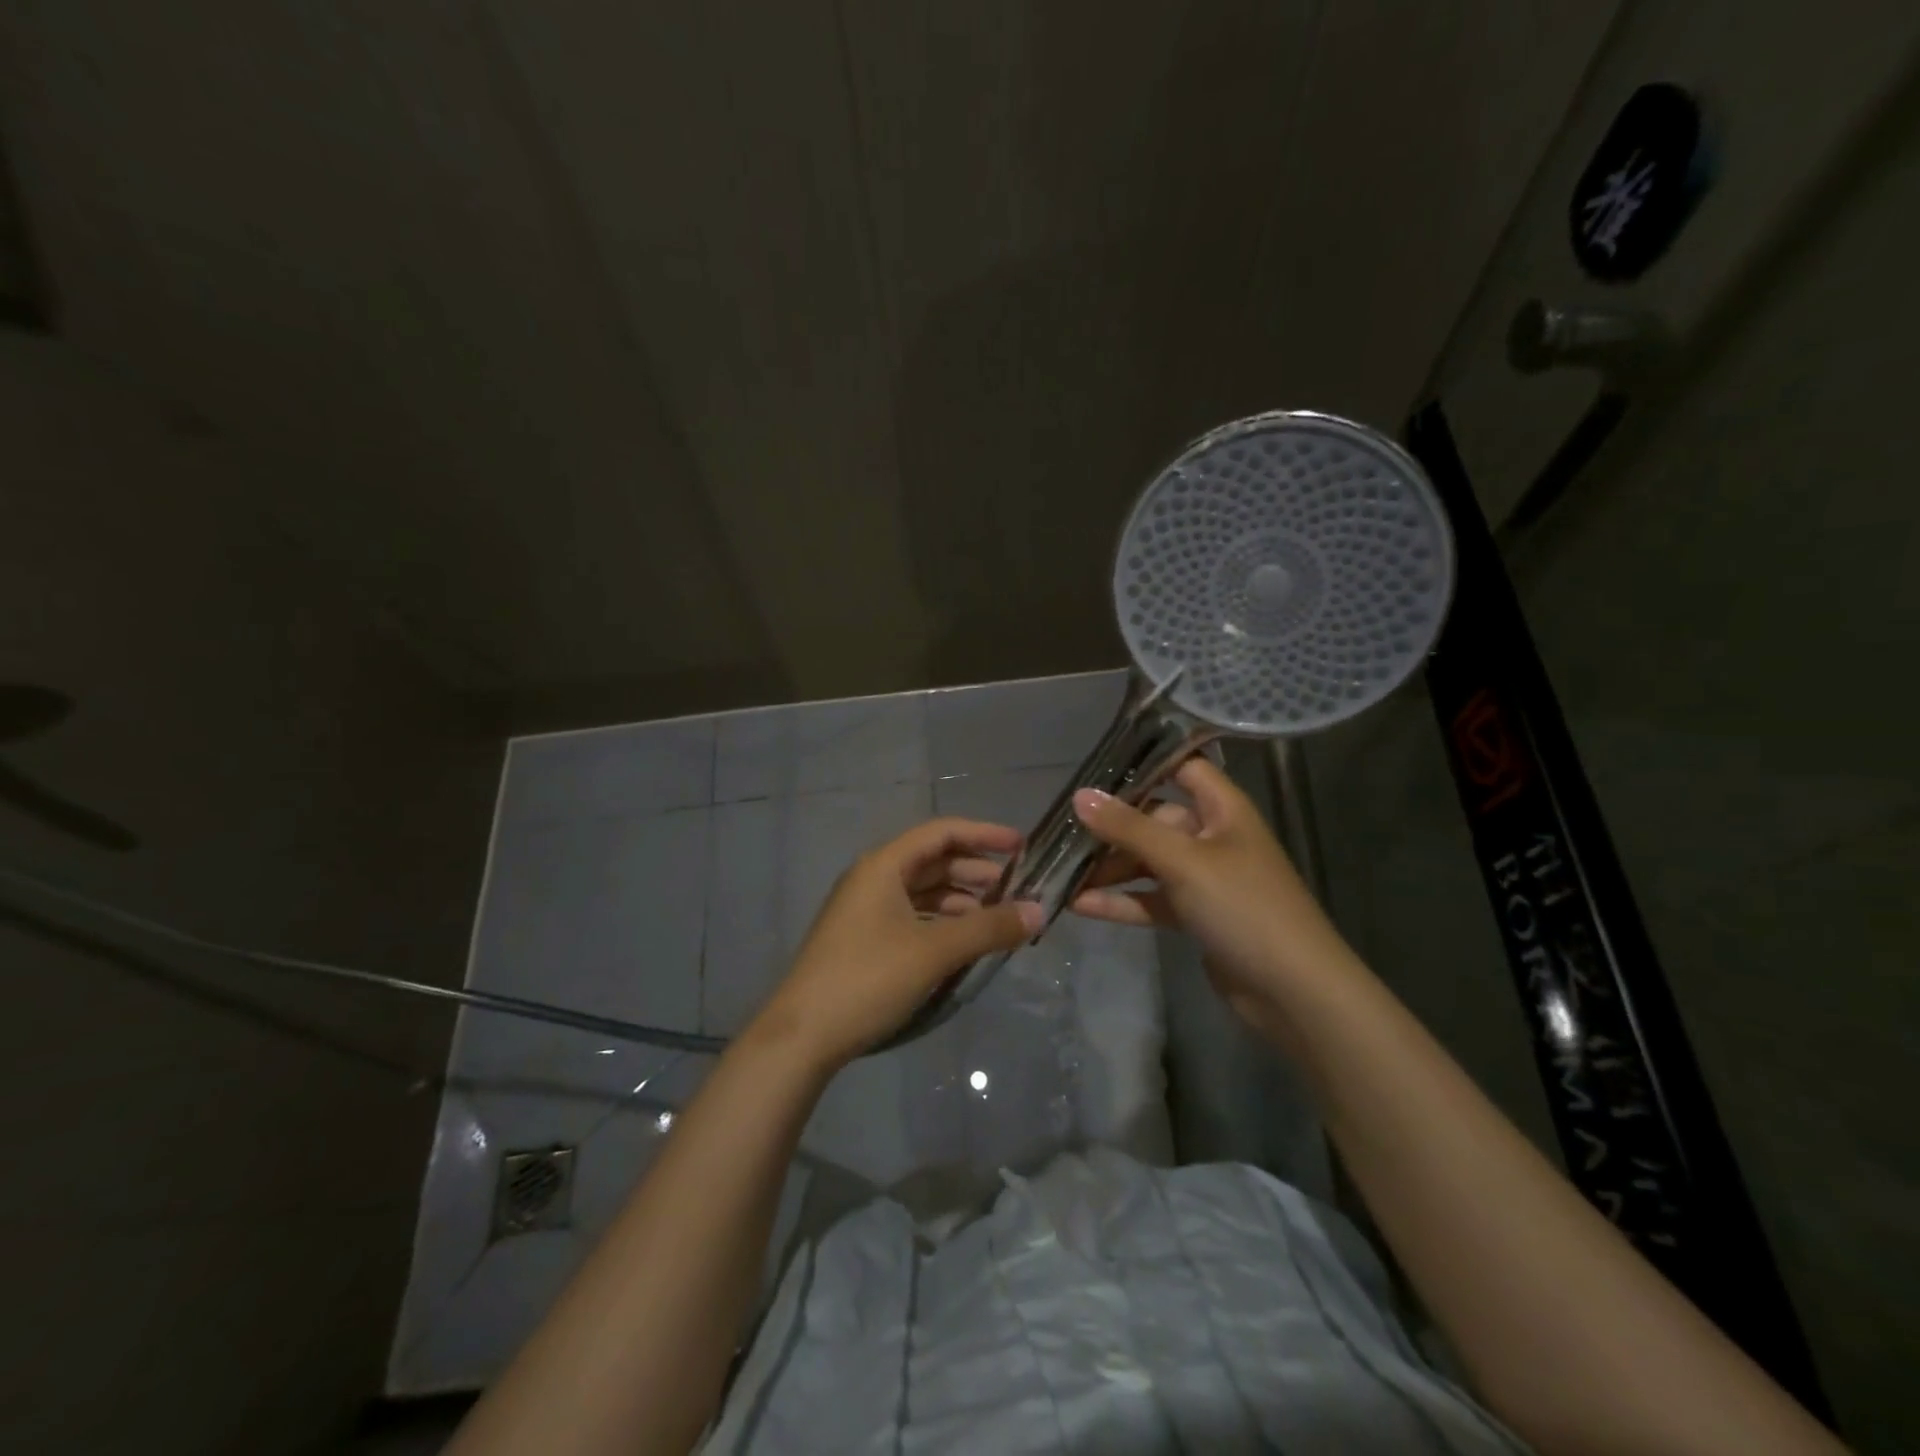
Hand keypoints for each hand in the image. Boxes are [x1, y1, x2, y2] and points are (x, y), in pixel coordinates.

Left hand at [750, 819, 1042, 1071]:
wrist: (801, 1036)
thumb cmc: (868, 979)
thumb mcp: (934, 951)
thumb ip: (988, 928)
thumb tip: (1038, 911)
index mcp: (883, 865)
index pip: (941, 833)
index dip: (983, 834)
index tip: (1022, 846)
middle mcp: (873, 878)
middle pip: (933, 860)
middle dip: (976, 870)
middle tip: (1018, 888)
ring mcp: (866, 910)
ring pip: (923, 891)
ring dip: (962, 899)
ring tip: (999, 917)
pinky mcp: (864, 939)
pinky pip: (913, 916)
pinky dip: (942, 921)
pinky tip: (966, 941)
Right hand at [1069, 757, 1358, 1035]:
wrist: (1294, 991)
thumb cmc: (1243, 907)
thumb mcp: (1182, 861)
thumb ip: (1129, 828)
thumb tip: (1079, 795)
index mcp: (1223, 809)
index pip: (1183, 768)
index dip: (1146, 763)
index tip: (1095, 767)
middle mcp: (1213, 836)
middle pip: (1154, 819)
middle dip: (1111, 825)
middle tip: (1061, 829)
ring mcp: (1205, 878)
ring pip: (1148, 862)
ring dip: (1109, 867)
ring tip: (1061, 871)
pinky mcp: (1196, 915)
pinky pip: (1151, 899)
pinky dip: (1121, 901)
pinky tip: (1079, 905)